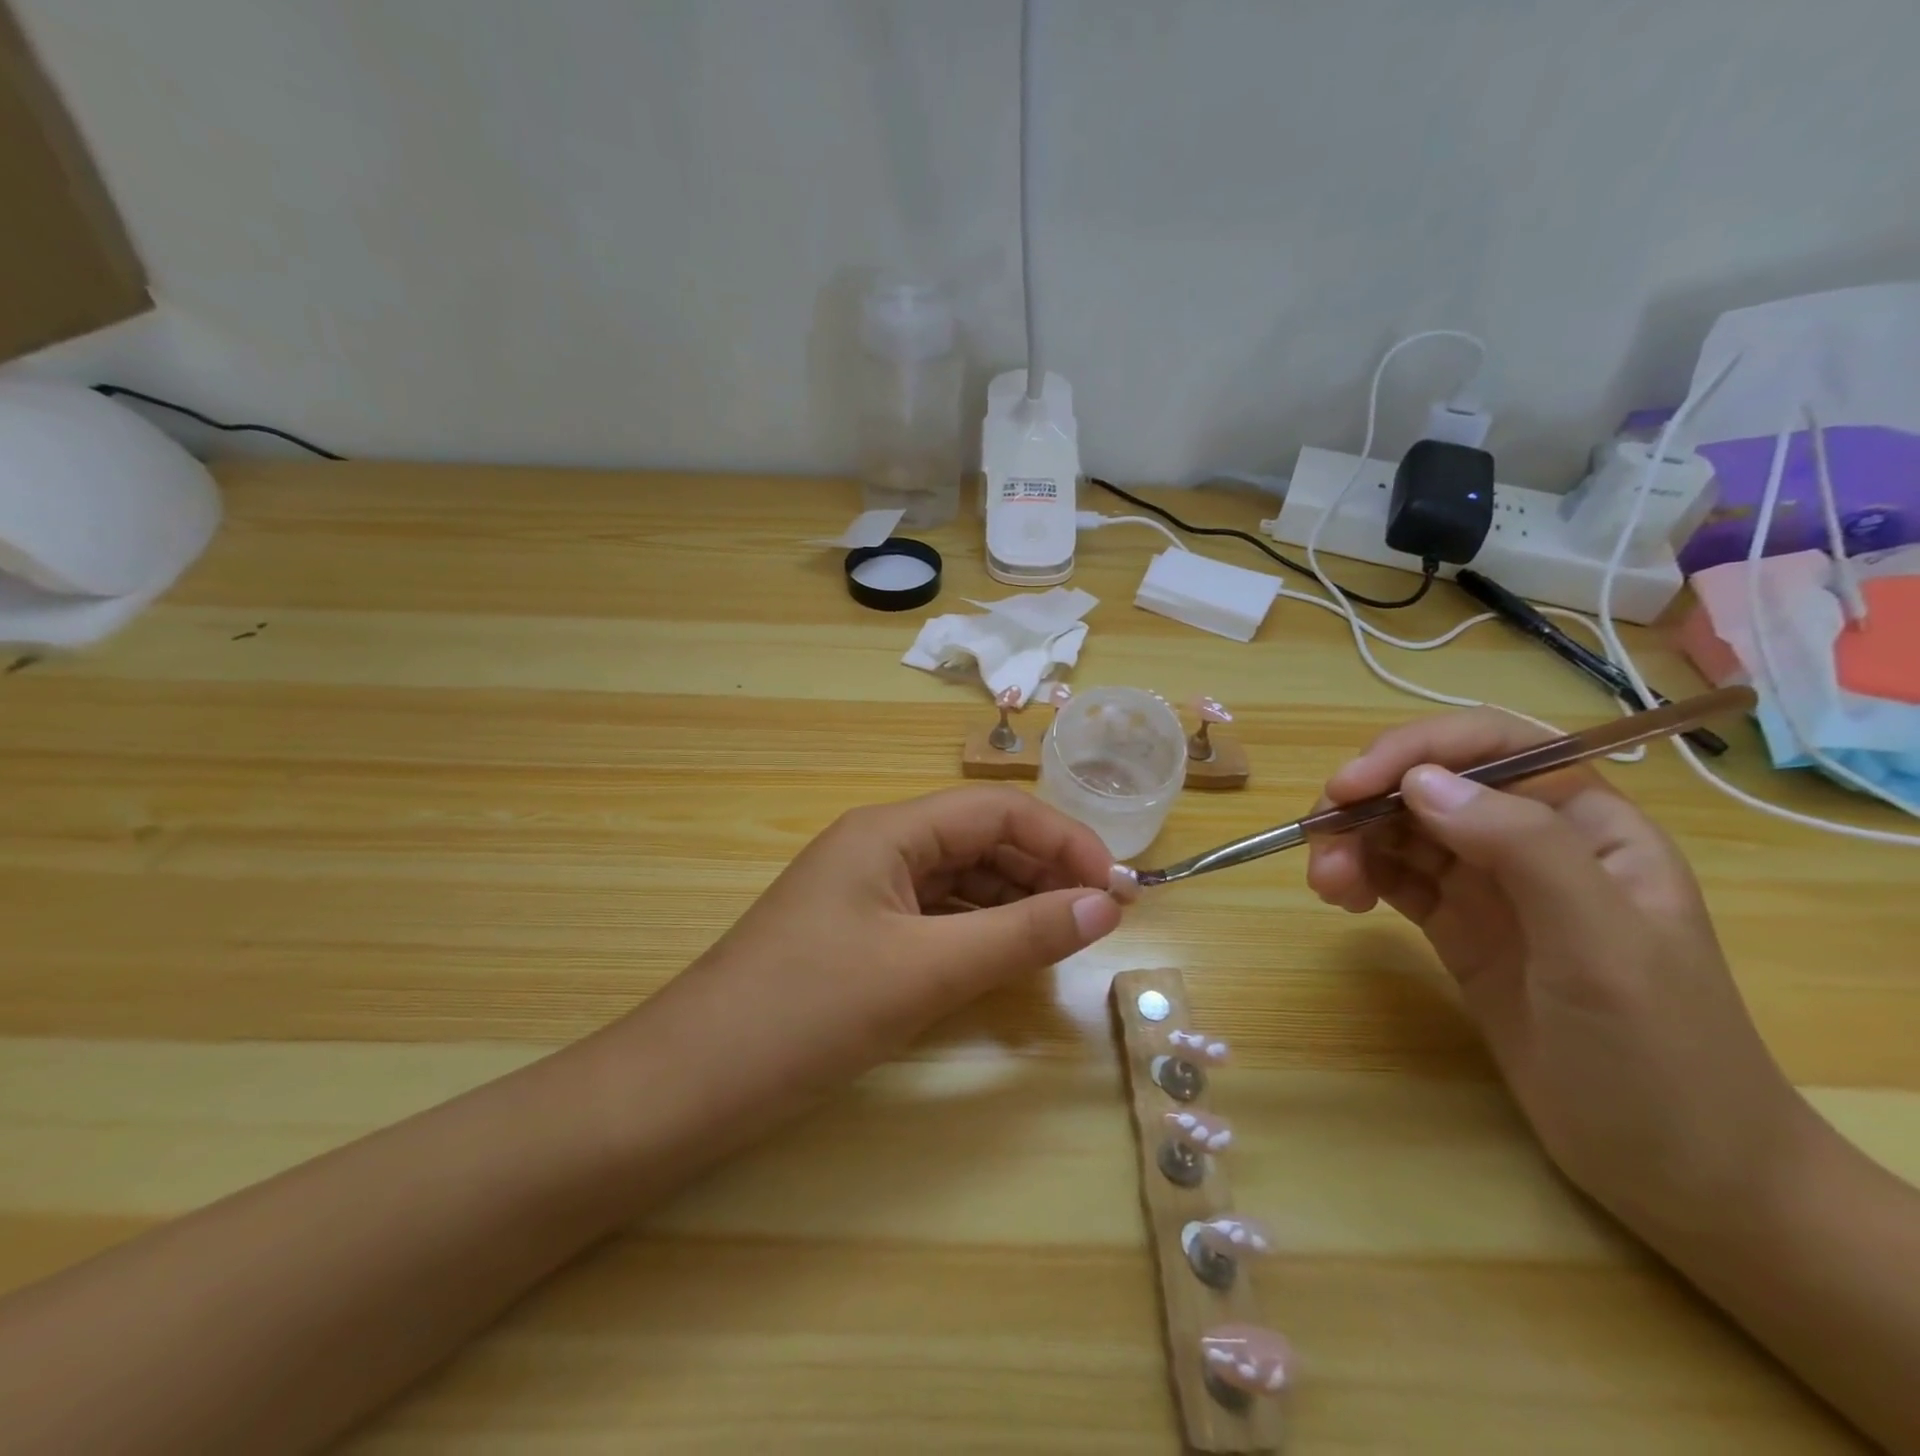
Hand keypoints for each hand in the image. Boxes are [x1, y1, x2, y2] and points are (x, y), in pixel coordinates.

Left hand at [646, 786, 1123, 1112]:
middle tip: (1100, 919)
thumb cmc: (807, 1013)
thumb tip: (1107, 907)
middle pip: (980, 839)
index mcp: (889, 830)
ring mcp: (864, 890)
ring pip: (959, 878)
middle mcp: (877, 845)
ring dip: (1014, 900)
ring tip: (1064, 937)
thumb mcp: (926, 973)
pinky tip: (1006, 956)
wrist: (688, 1083)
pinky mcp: (856, 932)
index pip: (998, 811)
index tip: (1117, 891)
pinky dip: (977, 929)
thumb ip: (1021, 935)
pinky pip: (933, 914)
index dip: (1065, 841)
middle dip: (1044, 870)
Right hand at [1305, 709, 1809, 1237]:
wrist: (1678, 1172)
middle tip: (1321, 846)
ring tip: (1329, 888)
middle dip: (1366, 802)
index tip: (1349, 785)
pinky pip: (1393, 876)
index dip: (1415, 749)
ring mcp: (1490, 884)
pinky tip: (1343, 900)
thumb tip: (1420, 783)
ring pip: (1400, 828)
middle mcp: (1531, 838)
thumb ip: (1522, 850)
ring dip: (1352, 842)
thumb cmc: (1663, 1057)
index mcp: (1586, 822)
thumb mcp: (1604, 949)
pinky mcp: (1456, 925)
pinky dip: (1358, 875)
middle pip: (1429, 782)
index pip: (1491, 745)